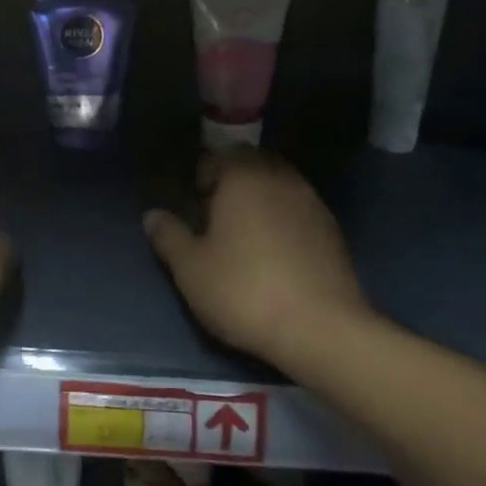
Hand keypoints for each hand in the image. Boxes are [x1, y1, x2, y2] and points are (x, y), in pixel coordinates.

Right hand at [144, 150, 375, 372]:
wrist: (320, 329)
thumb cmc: (243, 290)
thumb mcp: (190, 268)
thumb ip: (169, 236)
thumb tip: (152, 216)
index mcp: (243, 178)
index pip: (218, 157)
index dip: (201, 176)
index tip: (192, 204)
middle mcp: (280, 179)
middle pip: (252, 165)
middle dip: (232, 181)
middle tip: (215, 215)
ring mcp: (312, 203)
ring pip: (279, 185)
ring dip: (260, 199)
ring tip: (244, 234)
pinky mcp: (332, 231)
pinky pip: (299, 210)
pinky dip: (283, 219)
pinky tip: (274, 253)